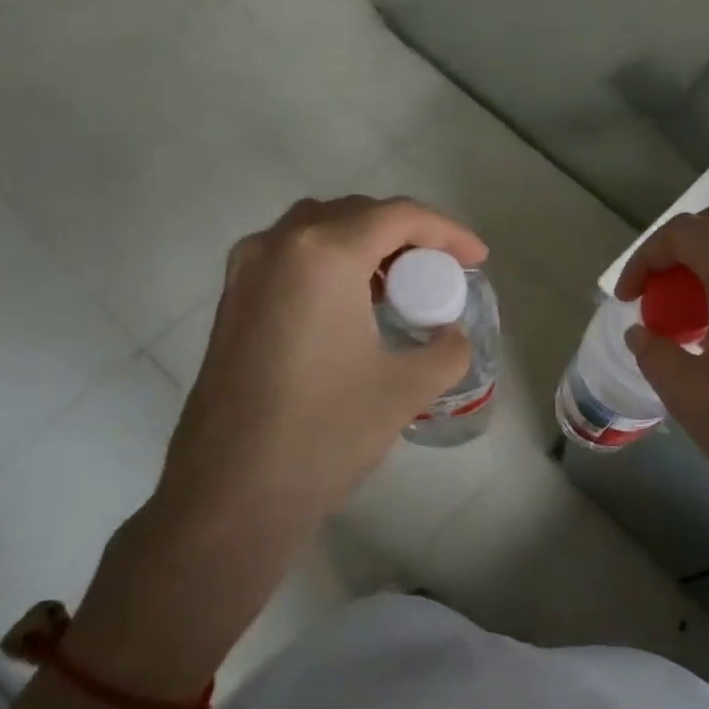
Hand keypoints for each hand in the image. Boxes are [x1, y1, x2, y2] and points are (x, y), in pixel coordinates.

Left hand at [160, 194, 487, 527]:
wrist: (231, 496)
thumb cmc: (325, 431)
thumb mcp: (408, 387)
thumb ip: (448, 348)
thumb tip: (450, 335)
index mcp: (324, 253)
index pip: (400, 216)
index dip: (448, 232)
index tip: (478, 260)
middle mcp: (278, 245)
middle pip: (357, 213)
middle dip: (407, 234)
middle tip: (440, 272)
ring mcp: (246, 271)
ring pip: (319, 229)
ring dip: (365, 244)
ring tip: (398, 286)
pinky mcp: (231, 300)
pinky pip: (291, 256)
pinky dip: (331, 263)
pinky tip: (352, 306)